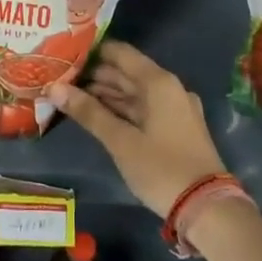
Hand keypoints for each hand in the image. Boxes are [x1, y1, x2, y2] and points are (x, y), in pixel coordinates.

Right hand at [47, 42, 224, 217]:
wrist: (207, 208)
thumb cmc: (161, 168)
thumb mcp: (120, 141)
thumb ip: (88, 112)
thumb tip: (54, 88)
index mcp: (158, 82)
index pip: (120, 53)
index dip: (91, 52)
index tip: (63, 56)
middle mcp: (169, 88)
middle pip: (126, 72)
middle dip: (93, 76)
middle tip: (59, 79)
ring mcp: (174, 108)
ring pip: (134, 92)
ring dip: (105, 94)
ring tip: (70, 96)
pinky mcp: (175, 127)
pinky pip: (143, 108)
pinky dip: (120, 109)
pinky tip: (97, 115)